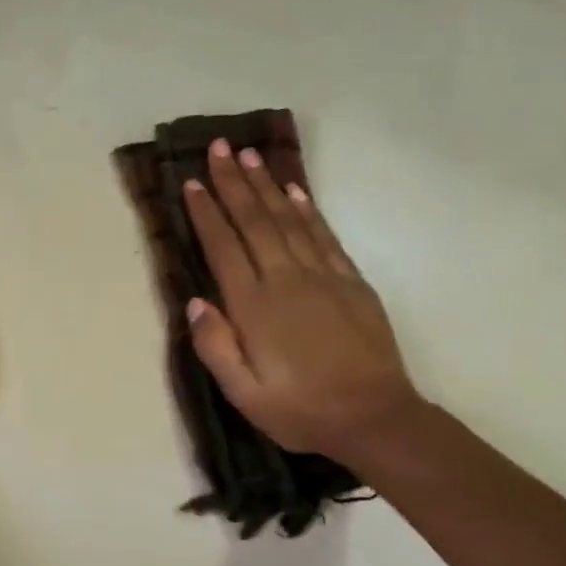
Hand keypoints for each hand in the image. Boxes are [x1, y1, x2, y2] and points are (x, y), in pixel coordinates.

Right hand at [182, 139, 420, 457]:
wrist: (375, 418)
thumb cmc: (300, 410)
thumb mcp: (243, 393)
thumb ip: (215, 346)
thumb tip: (194, 302)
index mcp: (255, 307)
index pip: (224, 248)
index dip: (206, 213)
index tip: (191, 183)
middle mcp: (286, 280)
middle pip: (255, 222)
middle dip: (233, 183)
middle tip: (218, 148)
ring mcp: (322, 277)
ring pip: (288, 220)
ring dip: (266, 186)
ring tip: (249, 156)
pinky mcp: (350, 282)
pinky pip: (323, 236)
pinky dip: (306, 210)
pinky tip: (293, 192)